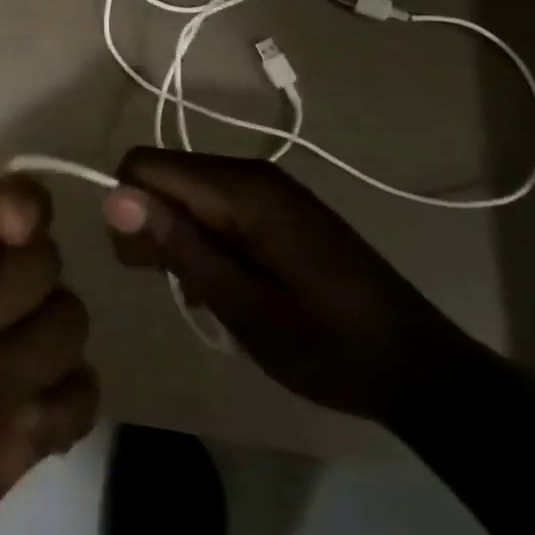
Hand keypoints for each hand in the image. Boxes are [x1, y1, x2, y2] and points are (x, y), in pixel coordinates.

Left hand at [0, 145, 98, 534]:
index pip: (12, 206)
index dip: (21, 207)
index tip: (4, 227)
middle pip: (44, 262)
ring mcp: (7, 364)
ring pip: (68, 324)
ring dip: (15, 356)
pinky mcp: (23, 435)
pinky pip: (80, 399)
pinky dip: (53, 406)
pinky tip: (2, 426)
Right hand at [101, 147, 483, 425]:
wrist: (422, 370)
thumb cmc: (329, 344)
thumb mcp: (243, 304)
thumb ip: (177, 244)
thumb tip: (112, 195)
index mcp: (242, 188)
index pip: (145, 165)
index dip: (126, 206)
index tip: (139, 261)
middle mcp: (250, 173)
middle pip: (164, 175)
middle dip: (149, 223)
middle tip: (169, 284)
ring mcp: (267, 189)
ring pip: (185, 193)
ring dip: (176, 237)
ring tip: (199, 292)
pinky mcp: (277, 209)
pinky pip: (213, 207)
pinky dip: (202, 240)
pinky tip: (222, 283)